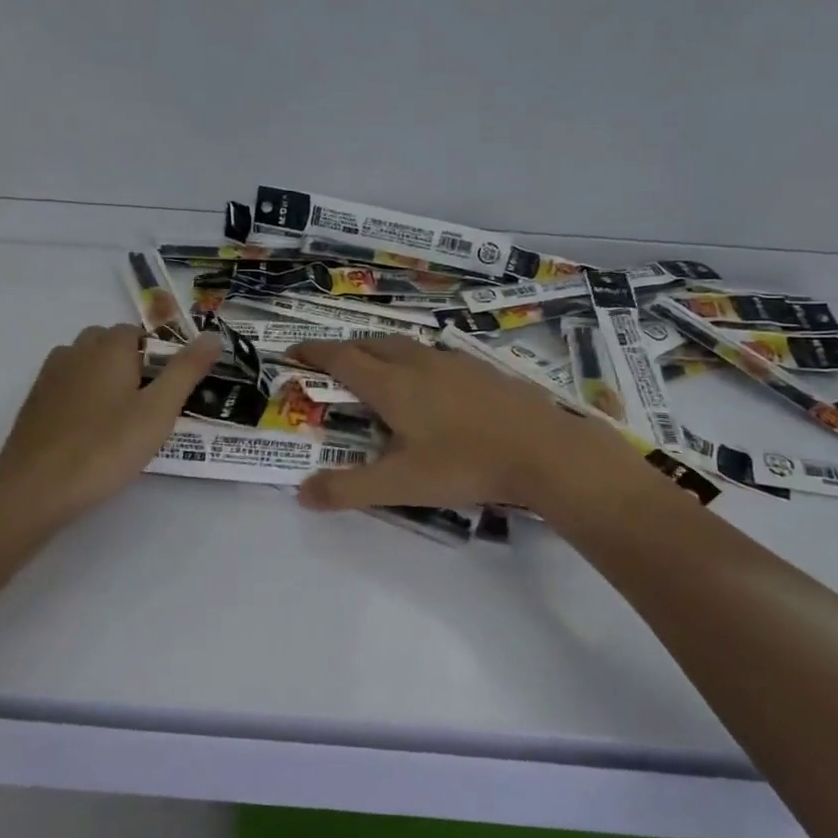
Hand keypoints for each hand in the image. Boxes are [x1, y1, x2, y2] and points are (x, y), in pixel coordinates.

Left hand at [0, 323, 220, 532]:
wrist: (36, 488)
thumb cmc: (106, 447)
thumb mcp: (159, 411)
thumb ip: (186, 370)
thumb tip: (213, 336)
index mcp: (108, 347)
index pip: (138, 331)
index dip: (158, 354)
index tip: (171, 387)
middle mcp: (75, 351)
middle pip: (109, 343)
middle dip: (131, 362)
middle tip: (149, 403)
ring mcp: (50, 376)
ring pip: (85, 363)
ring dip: (105, 377)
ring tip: (121, 416)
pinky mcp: (34, 403)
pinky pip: (67, 385)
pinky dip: (83, 396)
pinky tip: (91, 430)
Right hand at [286, 336, 622, 512]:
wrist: (543, 450)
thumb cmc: (465, 464)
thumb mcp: (400, 484)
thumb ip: (348, 489)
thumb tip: (302, 494)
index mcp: (392, 385)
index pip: (342, 359)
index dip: (314, 352)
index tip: (294, 351)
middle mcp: (419, 363)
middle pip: (373, 344)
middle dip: (346, 349)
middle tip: (331, 363)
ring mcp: (454, 362)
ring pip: (406, 346)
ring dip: (381, 351)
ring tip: (376, 369)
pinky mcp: (482, 370)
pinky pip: (435, 356)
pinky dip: (416, 361)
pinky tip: (431, 383)